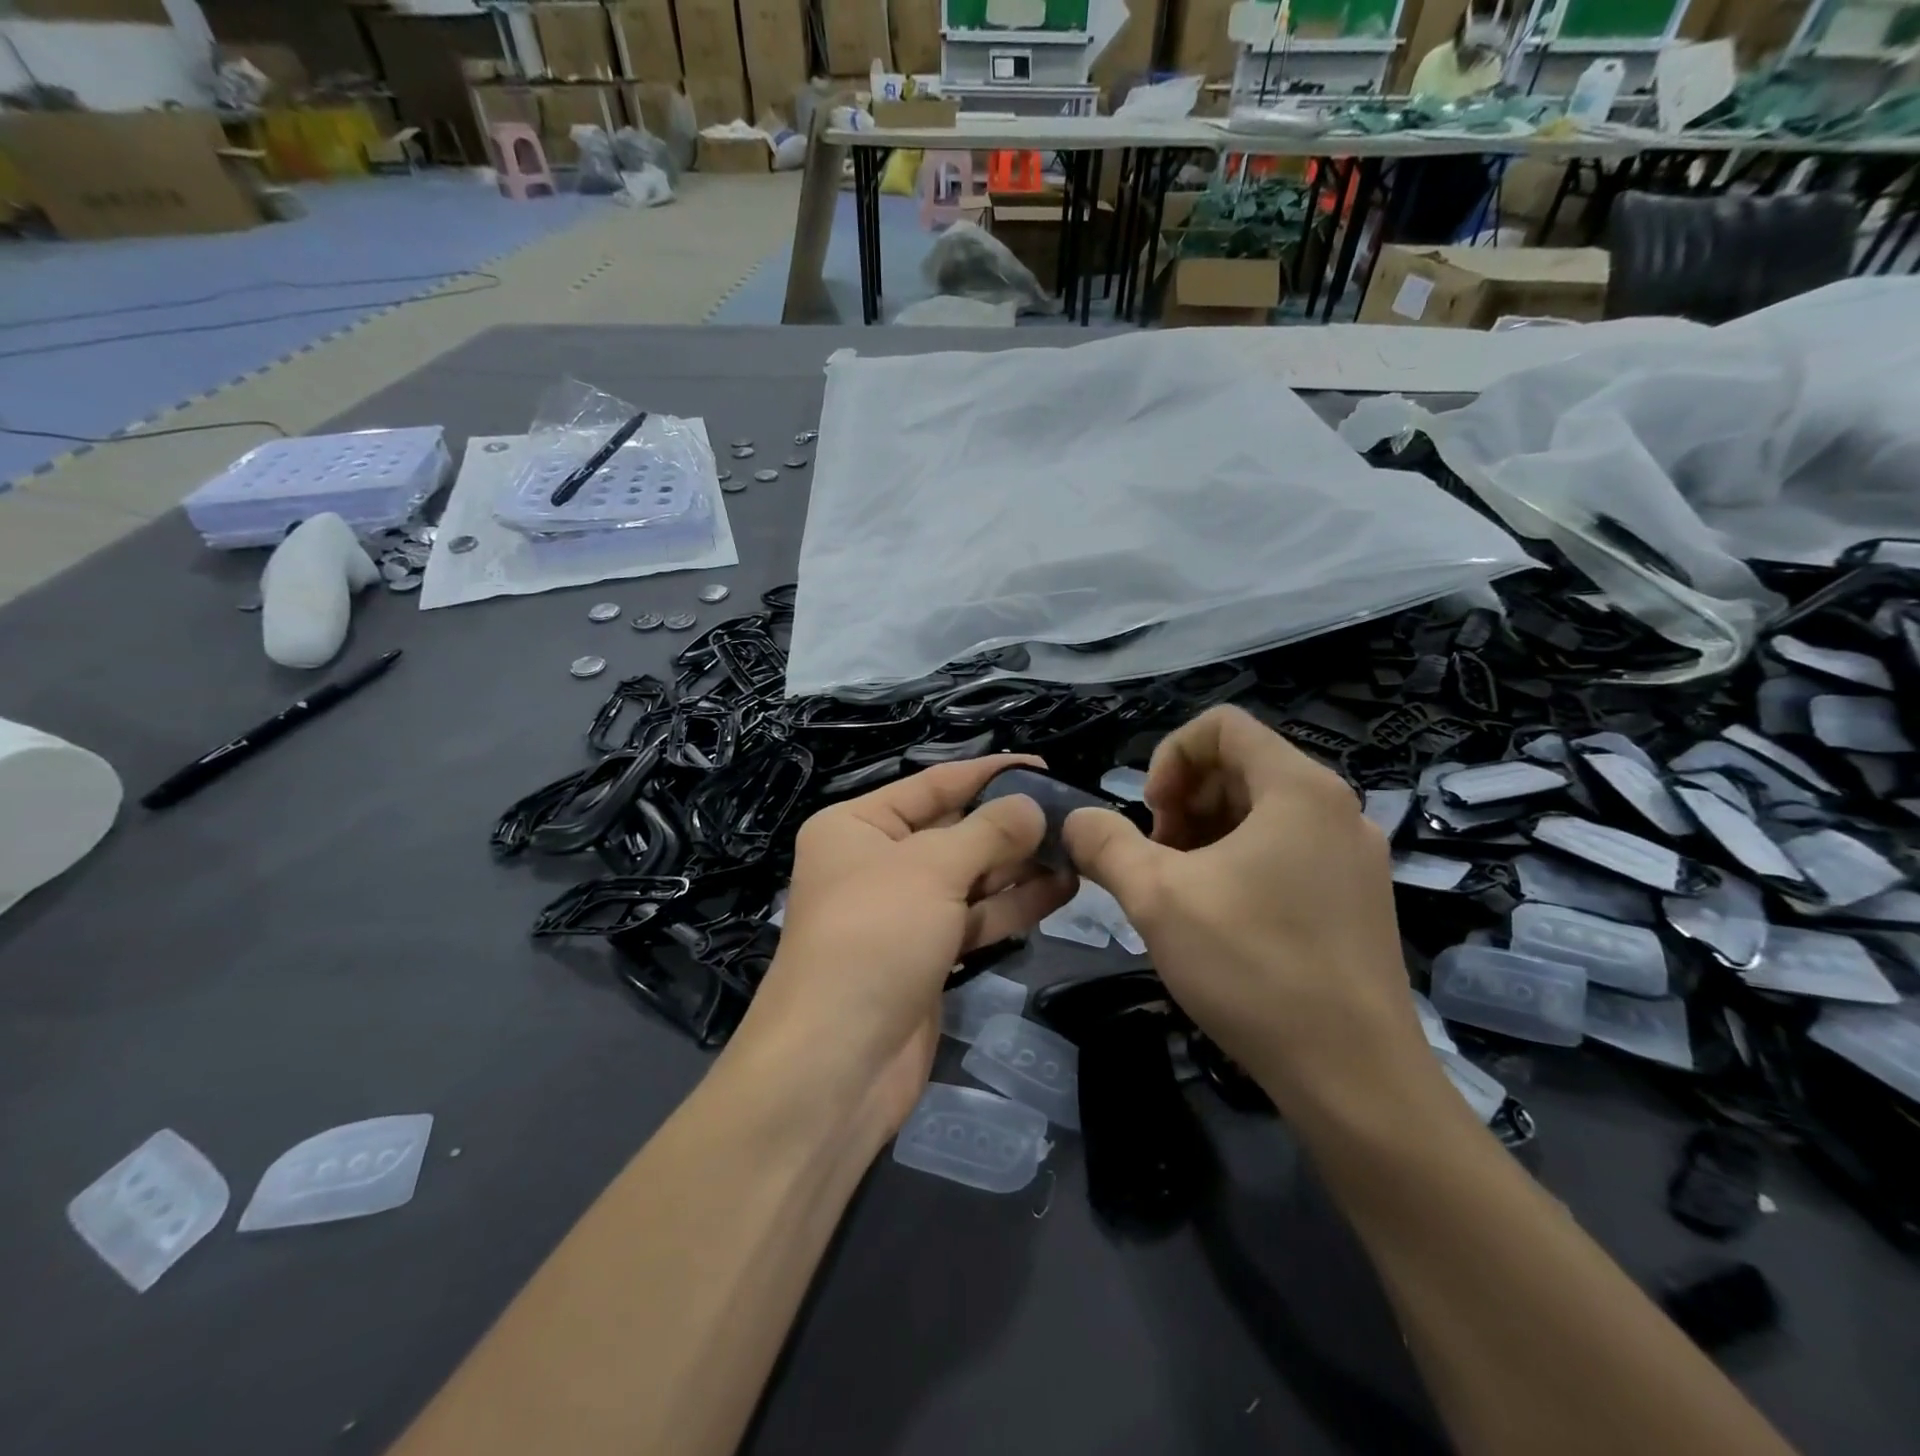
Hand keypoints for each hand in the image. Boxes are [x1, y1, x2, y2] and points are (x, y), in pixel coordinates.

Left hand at [738, 756, 1074, 1133]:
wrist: (838, 1064)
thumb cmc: (875, 938)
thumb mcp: (931, 869)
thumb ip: (988, 832)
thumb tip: (1033, 806)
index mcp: (857, 826)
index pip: (932, 785)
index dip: (987, 774)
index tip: (1041, 766)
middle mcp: (876, 863)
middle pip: (953, 830)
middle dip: (1009, 824)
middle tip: (1072, 814)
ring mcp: (902, 912)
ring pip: (969, 877)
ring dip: (1019, 865)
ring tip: (1077, 850)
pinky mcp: (926, 955)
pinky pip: (974, 918)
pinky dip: (1012, 905)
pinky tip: (1061, 890)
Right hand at [1062, 707, 1429, 1120]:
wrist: (1355, 1079)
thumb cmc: (1254, 968)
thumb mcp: (1156, 897)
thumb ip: (1104, 844)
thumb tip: (1075, 821)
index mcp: (1299, 788)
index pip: (1222, 726)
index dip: (1170, 757)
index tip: (1151, 816)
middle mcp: (1337, 809)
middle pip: (1241, 767)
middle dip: (1185, 801)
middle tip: (1159, 861)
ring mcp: (1354, 856)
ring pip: (1261, 812)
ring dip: (1206, 835)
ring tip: (1183, 892)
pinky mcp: (1358, 898)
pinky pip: (1287, 851)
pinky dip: (1240, 863)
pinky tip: (1220, 919)